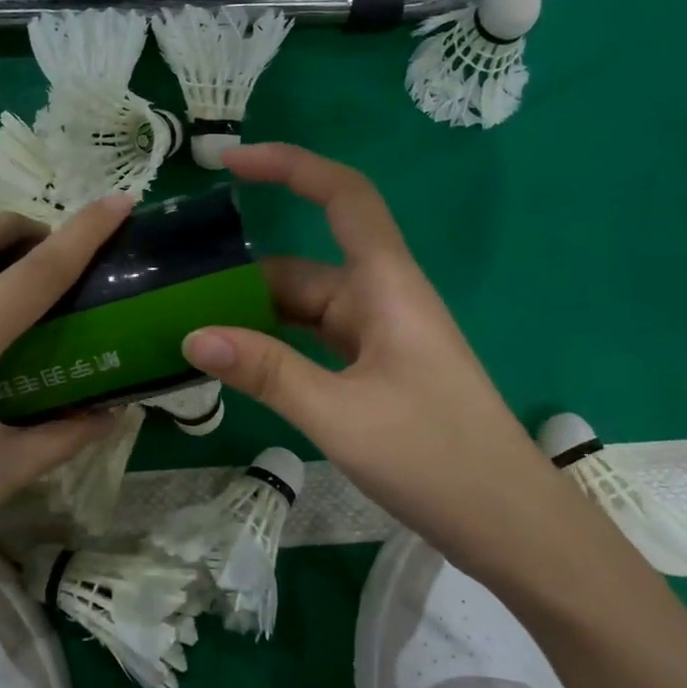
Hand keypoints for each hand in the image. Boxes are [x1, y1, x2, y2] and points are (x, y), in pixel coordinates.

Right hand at [181, 144, 576, 570]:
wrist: (512, 527)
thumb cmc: (436, 458)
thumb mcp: (340, 414)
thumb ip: (265, 371)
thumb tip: (193, 337)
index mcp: (387, 285)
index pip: (342, 196)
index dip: (289, 165)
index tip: (230, 161)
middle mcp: (382, 298)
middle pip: (303, 266)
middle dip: (242, 276)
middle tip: (174, 294)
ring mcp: (380, 337)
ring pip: (305, 309)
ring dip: (255, 317)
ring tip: (190, 332)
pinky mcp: (377, 371)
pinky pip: (315, 342)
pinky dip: (276, 348)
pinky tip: (238, 367)